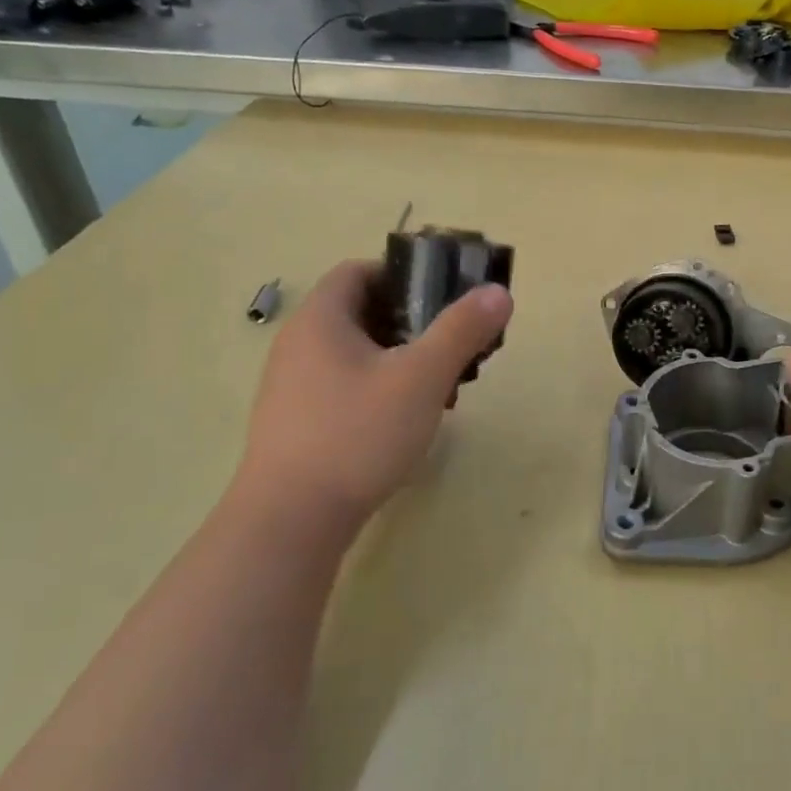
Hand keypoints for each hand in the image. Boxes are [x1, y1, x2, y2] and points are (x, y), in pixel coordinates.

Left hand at [233, 260, 513, 521]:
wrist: (292, 519)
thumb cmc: (357, 434)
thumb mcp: (421, 377)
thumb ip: (461, 330)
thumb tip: (498, 292)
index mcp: (321, 319)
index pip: (358, 271)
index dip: (403, 275)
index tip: (443, 297)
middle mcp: (299, 345)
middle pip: (361, 312)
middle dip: (412, 323)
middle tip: (451, 345)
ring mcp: (293, 387)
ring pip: (356, 354)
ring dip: (399, 359)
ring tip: (438, 387)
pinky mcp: (298, 423)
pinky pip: (345, 387)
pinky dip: (379, 389)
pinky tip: (406, 422)